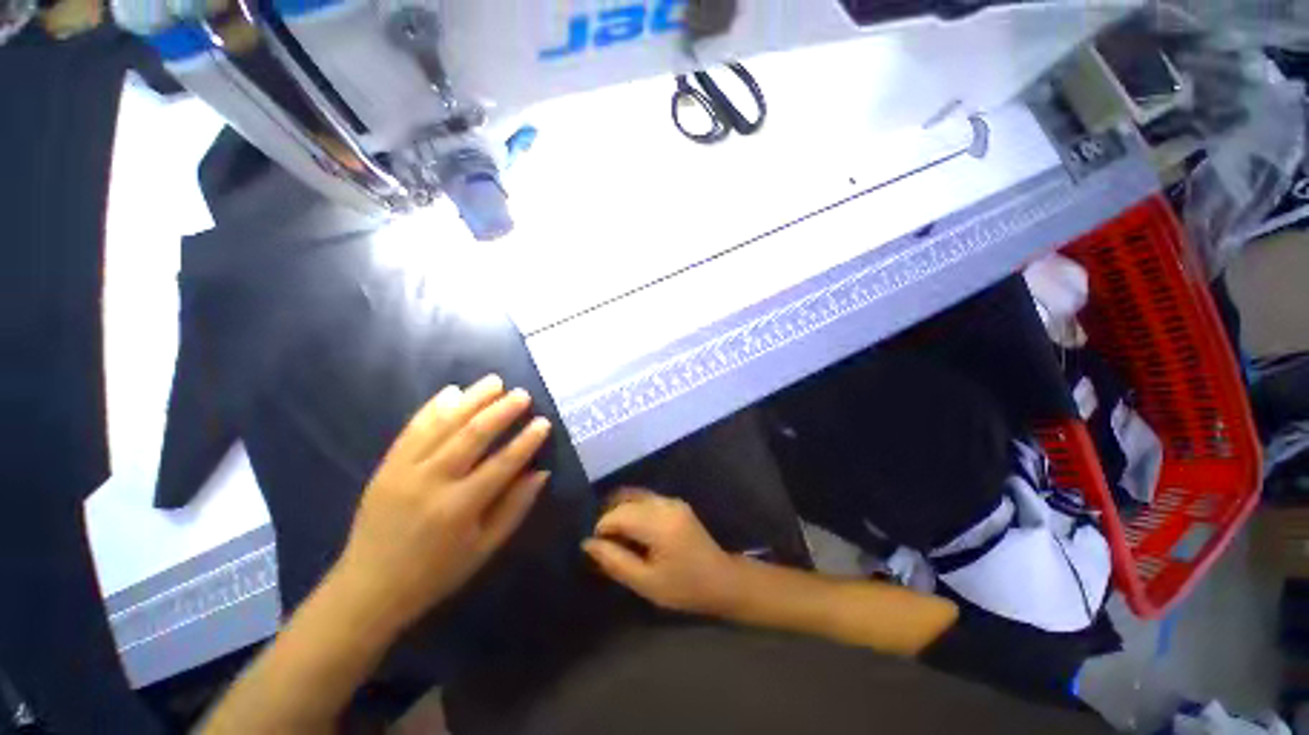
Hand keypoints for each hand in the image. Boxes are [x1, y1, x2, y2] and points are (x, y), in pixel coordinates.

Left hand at [333, 375, 552, 632]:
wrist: (368, 588)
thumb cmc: (436, 572)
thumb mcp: (485, 548)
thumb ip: (515, 507)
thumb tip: (540, 472)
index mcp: (459, 508)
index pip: (503, 464)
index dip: (527, 440)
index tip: (544, 422)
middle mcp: (431, 482)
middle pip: (473, 435)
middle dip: (501, 411)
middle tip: (522, 394)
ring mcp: (404, 471)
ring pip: (444, 425)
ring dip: (472, 399)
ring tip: (495, 381)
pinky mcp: (386, 466)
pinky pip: (413, 429)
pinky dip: (433, 407)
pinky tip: (452, 391)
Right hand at [583, 488, 741, 615]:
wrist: (722, 579)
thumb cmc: (684, 587)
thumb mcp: (646, 583)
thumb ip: (615, 561)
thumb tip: (588, 544)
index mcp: (659, 524)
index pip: (618, 514)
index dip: (601, 528)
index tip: (596, 549)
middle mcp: (665, 504)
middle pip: (625, 500)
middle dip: (609, 517)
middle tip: (601, 542)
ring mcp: (672, 500)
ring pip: (635, 495)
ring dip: (620, 510)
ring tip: (613, 535)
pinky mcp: (675, 503)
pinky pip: (646, 498)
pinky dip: (632, 508)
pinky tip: (630, 529)